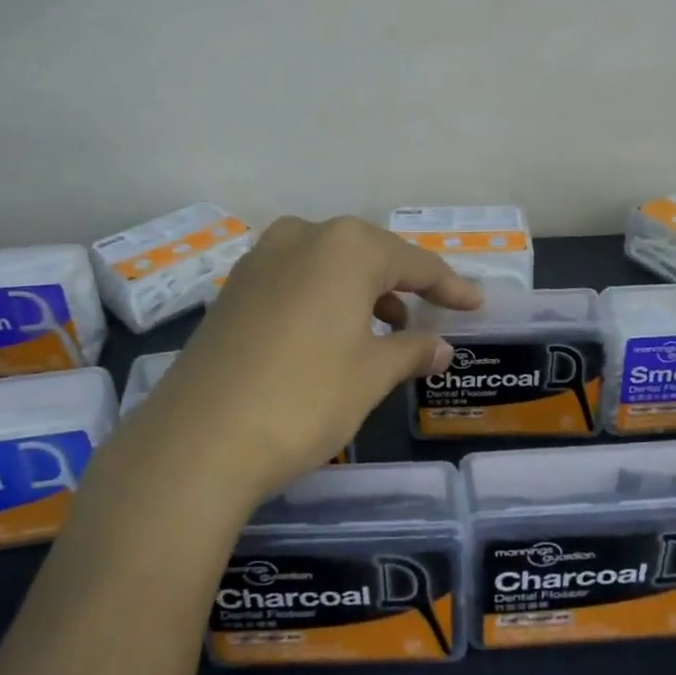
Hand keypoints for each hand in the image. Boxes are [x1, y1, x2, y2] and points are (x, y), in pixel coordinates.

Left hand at [130, 217, 481, 505]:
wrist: (200, 438)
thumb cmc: (305, 398)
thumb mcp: (371, 375)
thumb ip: (411, 350)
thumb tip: (440, 347)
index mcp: (346, 246)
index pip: (413, 262)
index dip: (449, 286)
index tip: (475, 305)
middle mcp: (301, 236)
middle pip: (367, 256)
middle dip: (400, 285)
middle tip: (427, 316)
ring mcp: (259, 260)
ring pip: (327, 267)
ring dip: (360, 293)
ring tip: (382, 331)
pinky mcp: (232, 289)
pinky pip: (294, 282)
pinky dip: (322, 301)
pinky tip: (330, 336)